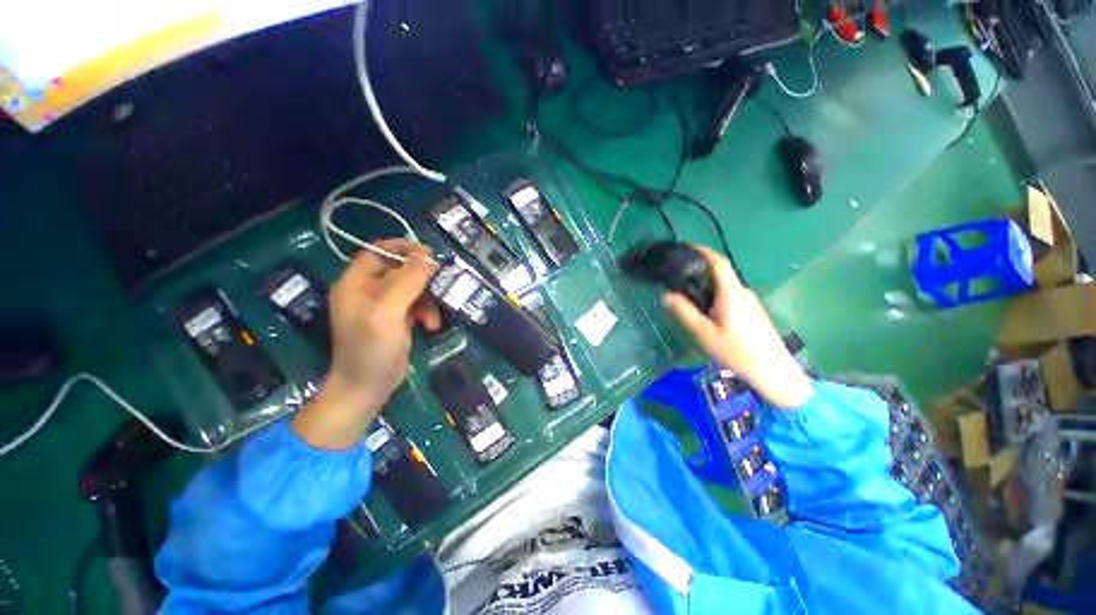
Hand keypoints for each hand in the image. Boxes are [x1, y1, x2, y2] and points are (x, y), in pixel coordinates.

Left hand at [294, 240, 440, 448]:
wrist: (366, 389)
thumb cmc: (370, 350)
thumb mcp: (387, 314)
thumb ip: (406, 283)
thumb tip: (426, 258)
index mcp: (356, 283)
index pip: (378, 251)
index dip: (403, 249)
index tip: (429, 255)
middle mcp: (368, 291)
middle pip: (399, 270)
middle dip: (422, 277)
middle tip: (442, 282)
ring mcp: (383, 306)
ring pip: (412, 288)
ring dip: (427, 299)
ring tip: (434, 317)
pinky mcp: (396, 320)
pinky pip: (416, 305)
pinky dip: (426, 312)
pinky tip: (431, 326)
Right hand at [662, 246, 812, 409]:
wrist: (774, 372)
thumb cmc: (737, 352)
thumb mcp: (704, 333)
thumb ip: (684, 312)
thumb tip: (666, 294)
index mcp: (731, 292)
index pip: (718, 262)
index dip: (703, 251)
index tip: (685, 246)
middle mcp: (742, 292)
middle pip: (721, 272)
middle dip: (699, 268)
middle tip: (677, 275)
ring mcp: (750, 302)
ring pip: (725, 285)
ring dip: (706, 283)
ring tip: (686, 292)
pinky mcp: (752, 312)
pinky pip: (730, 296)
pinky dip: (714, 294)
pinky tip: (704, 310)